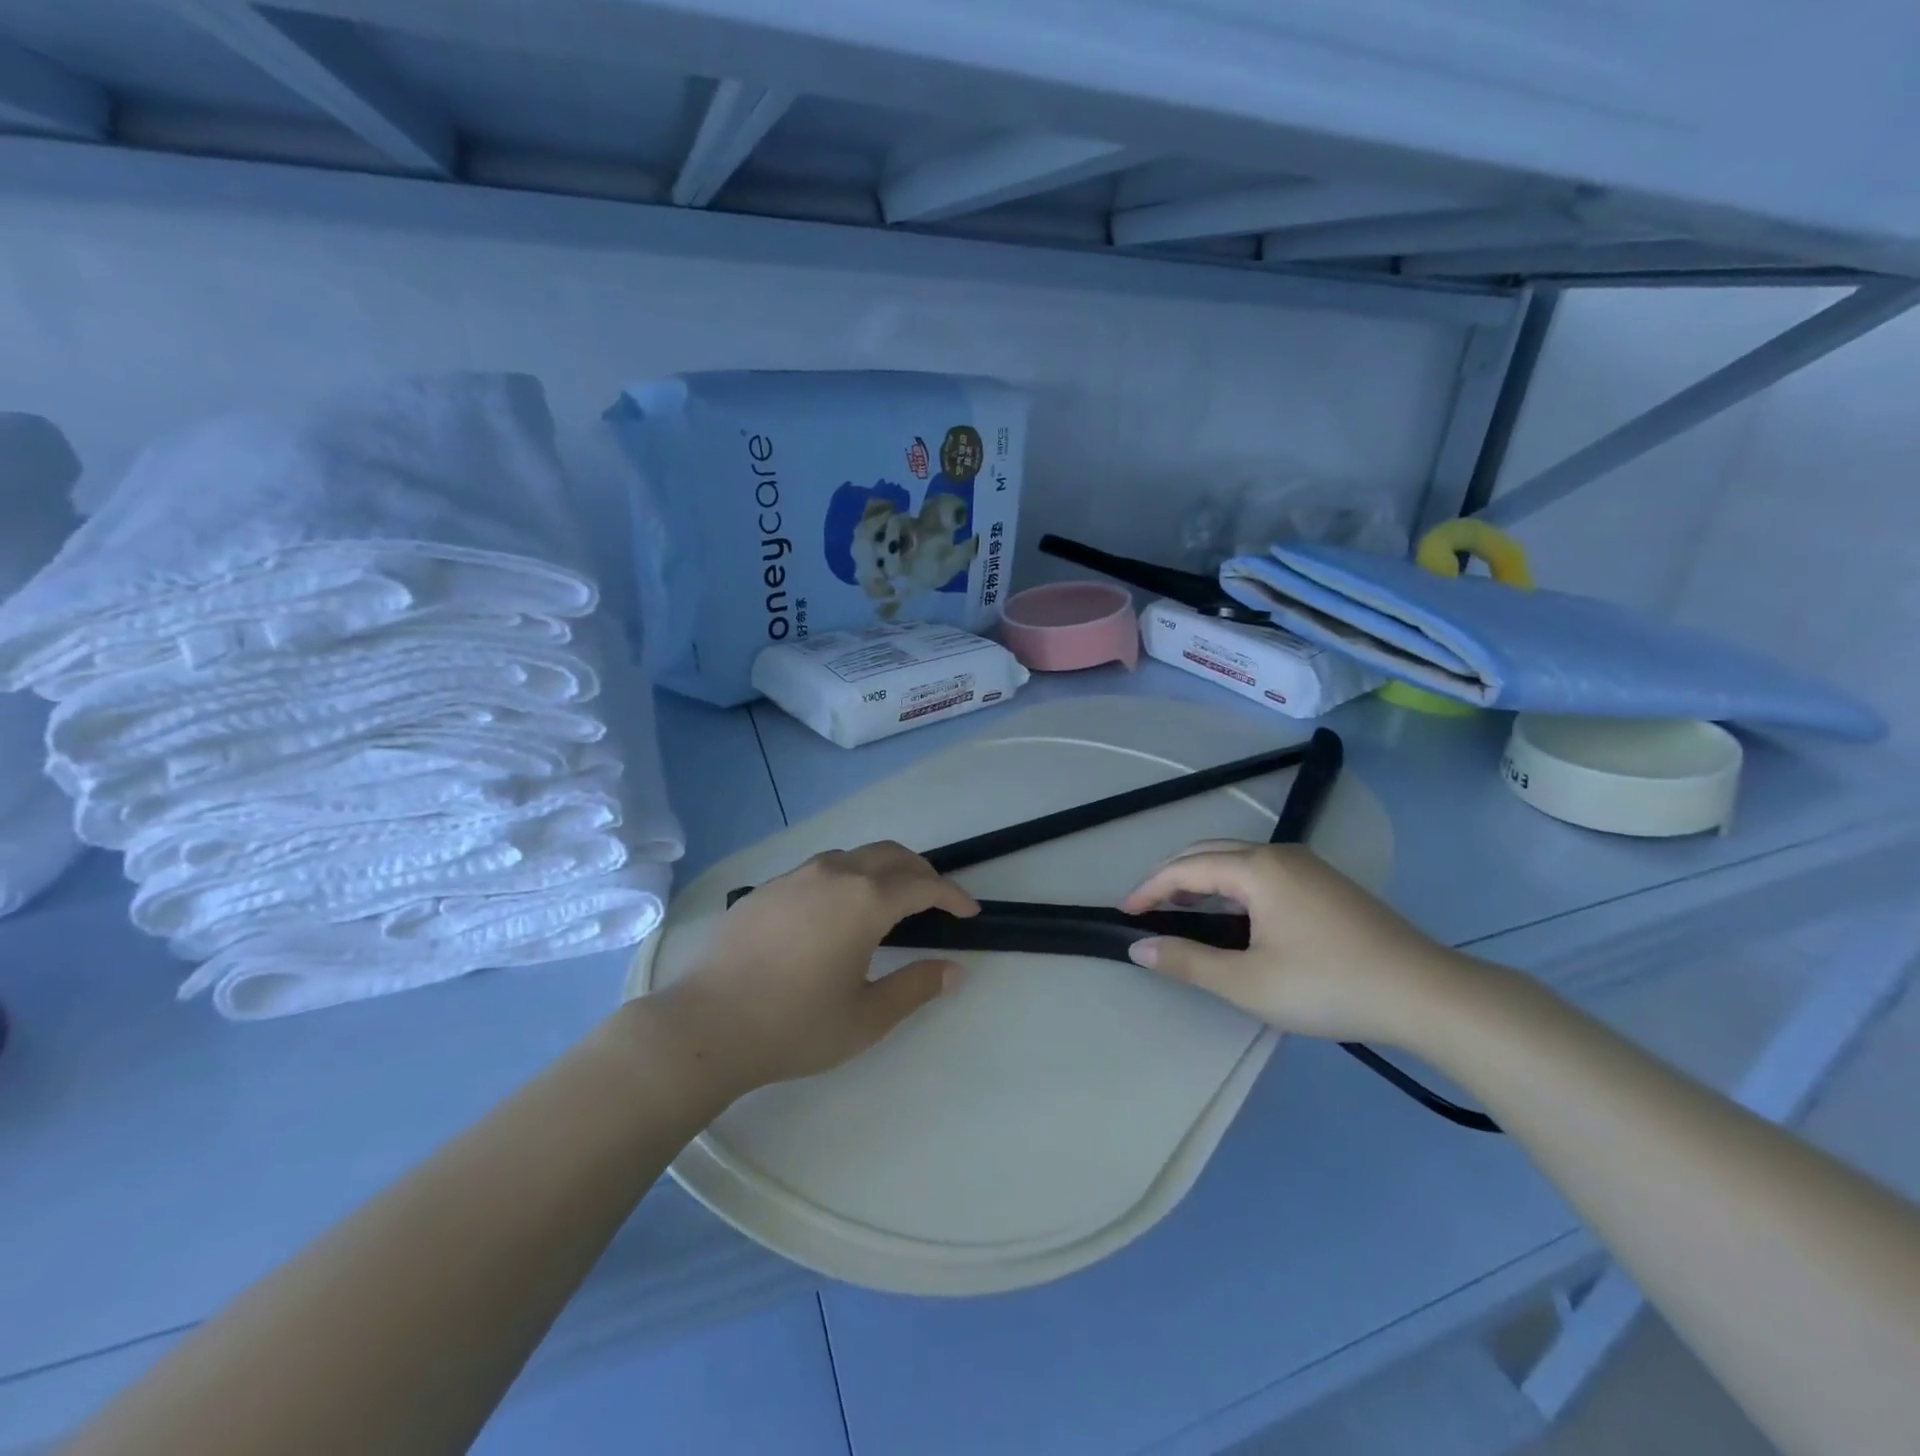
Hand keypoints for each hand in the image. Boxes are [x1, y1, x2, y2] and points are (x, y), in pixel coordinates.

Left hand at [659, 841, 978, 1090]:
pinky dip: (847, 878)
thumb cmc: (794, 1025)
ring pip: (854, 856)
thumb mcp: (867, 1017)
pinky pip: (820, 869)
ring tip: (890, 900)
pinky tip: (836, 912)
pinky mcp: (767, 888)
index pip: (923, 885)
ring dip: (882, 870)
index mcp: (865, 900)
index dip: (953, 896)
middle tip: (937, 901)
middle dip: (922, 873)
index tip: (970, 912)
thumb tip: (954, 970)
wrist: (705, 1025)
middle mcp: (834, 874)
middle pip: (891, 855)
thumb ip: (916, 987)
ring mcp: (796, 876)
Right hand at [1119, 841, 1469, 1044]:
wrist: (1426, 994)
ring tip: (1181, 912)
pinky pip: (1261, 872)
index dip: (1149, 888)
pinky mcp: (1326, 884)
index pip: (1186, 869)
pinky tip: (1232, 916)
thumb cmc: (1328, 985)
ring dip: (1202, 880)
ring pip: (1237, 860)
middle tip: (1147, 908)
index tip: (1124, 912)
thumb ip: (1188, 962)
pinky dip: (1231, 886)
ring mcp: (1307, 866)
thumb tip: (1139, 947)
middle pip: (1209, 853)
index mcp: (1256, 869)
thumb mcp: (1248, 982)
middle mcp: (1279, 855)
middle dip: (1172, 877)